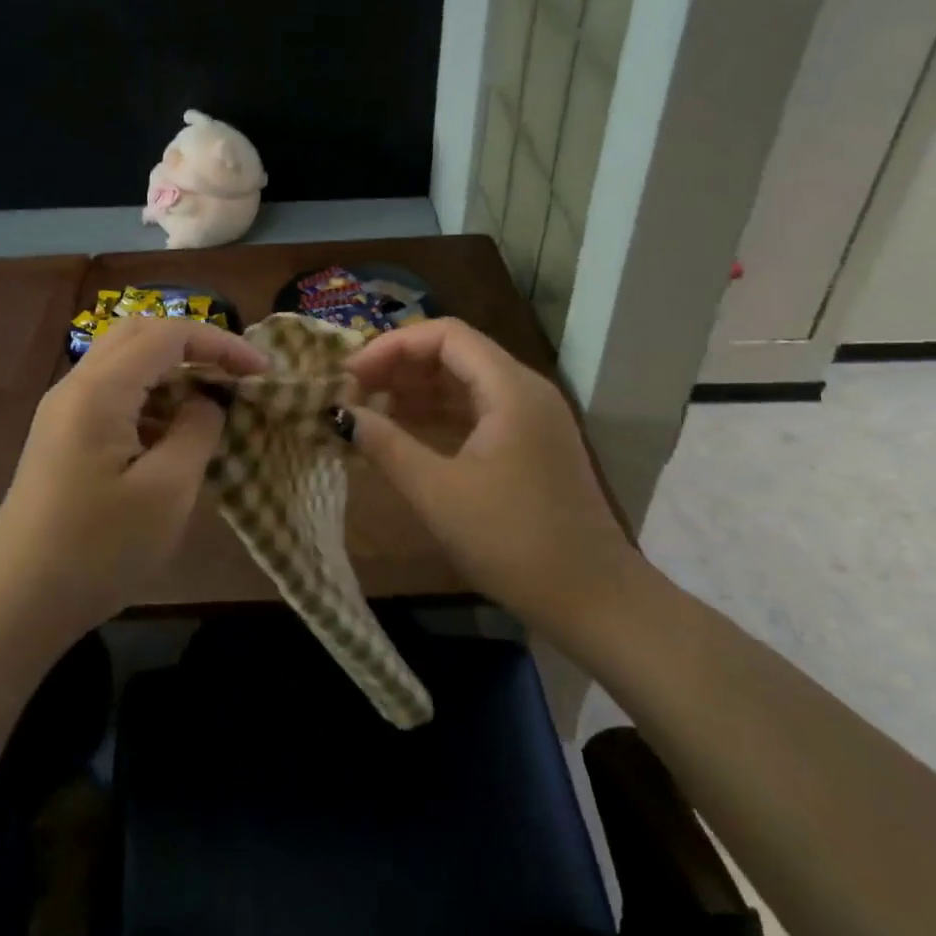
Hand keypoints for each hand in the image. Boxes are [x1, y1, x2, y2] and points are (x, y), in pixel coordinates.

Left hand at [0, 316, 266, 639]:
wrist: (16, 604)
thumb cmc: (97, 549)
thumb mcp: (167, 491)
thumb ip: (197, 430)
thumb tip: (207, 400)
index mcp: (100, 390)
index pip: (168, 334)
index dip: (220, 342)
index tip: (261, 370)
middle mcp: (76, 386)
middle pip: (141, 334)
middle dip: (195, 345)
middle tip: (236, 374)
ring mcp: (63, 410)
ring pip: (125, 361)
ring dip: (172, 369)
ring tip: (212, 402)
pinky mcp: (61, 435)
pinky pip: (113, 393)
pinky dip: (151, 396)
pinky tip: (173, 433)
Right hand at [344, 318, 634, 636]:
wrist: (594, 601)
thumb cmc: (513, 541)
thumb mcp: (438, 493)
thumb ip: (386, 445)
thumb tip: (341, 414)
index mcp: (510, 388)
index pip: (444, 335)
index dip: (392, 346)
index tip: (351, 375)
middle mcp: (524, 390)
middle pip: (454, 353)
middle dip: (400, 366)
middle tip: (353, 393)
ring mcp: (531, 418)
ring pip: (464, 382)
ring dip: (416, 391)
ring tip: (369, 411)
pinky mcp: (530, 445)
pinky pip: (476, 410)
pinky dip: (438, 414)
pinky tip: (404, 433)